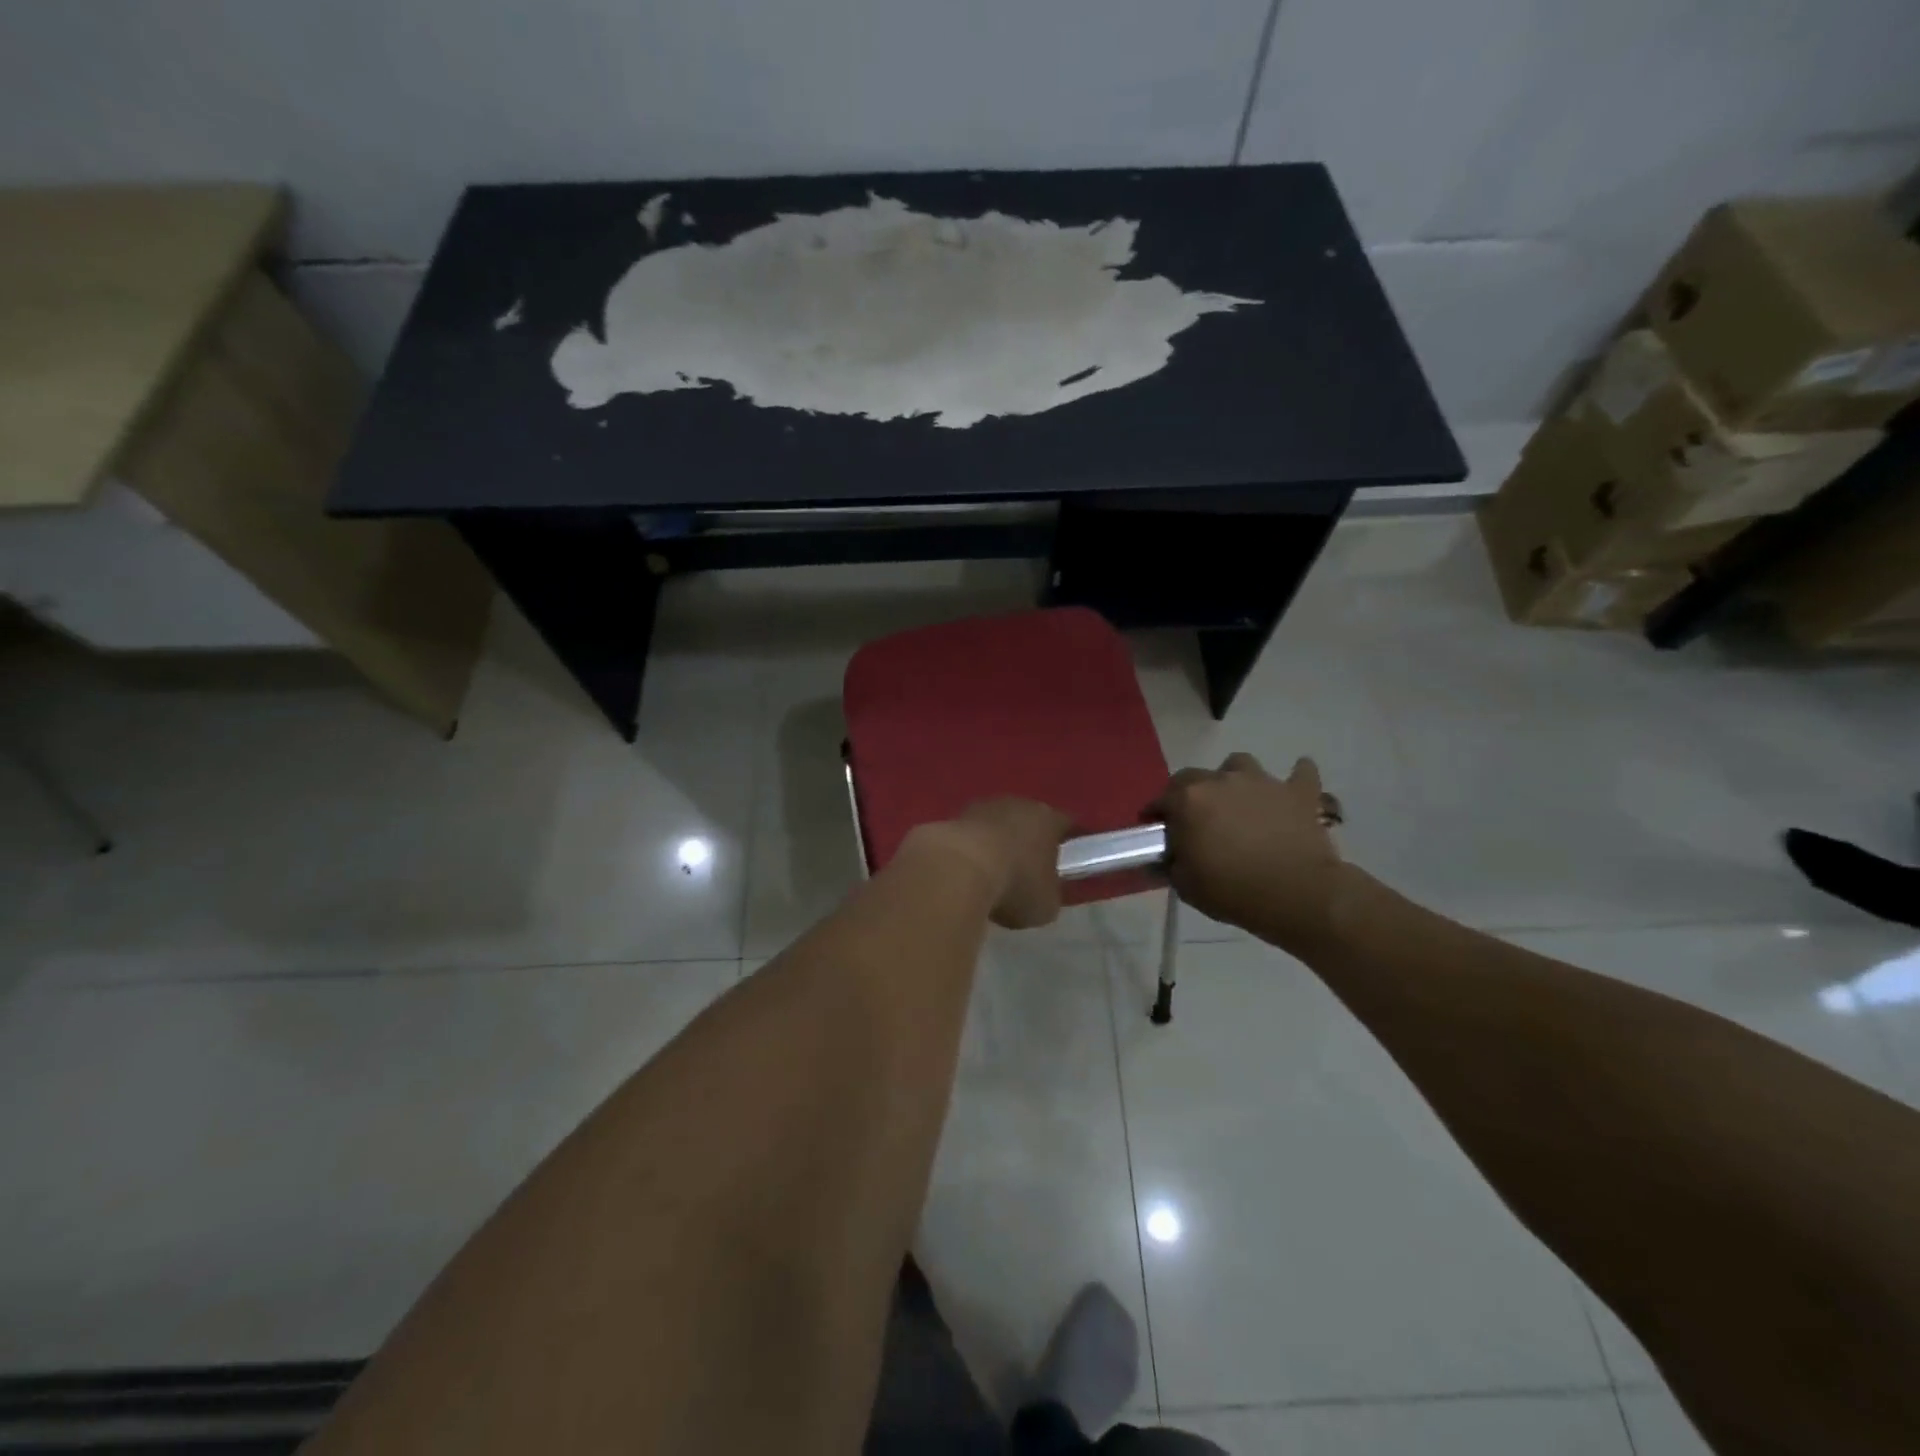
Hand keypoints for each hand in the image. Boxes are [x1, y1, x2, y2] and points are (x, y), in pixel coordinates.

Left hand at [927, 798, 1073, 929]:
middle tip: (1027, 868)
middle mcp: (1017, 804)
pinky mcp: (951, 817)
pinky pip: (969, 836)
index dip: (1069, 843)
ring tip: (991, 874)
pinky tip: (965, 873)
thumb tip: (1044, 893)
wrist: (956, 869)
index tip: (1069, 860)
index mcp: (1048, 818)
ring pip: (996, 824)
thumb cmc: (1015, 884)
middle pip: (1028, 820)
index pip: (1066, 826)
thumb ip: (1050, 894)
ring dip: (995, 844)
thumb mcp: (1046, 904)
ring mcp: (981, 807)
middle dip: (1028, 841)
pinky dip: (970, 850)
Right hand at [1147, 753, 1346, 953]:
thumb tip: (1167, 858)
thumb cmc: (1233, 891)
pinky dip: (1296, 777)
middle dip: (1188, 793)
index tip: (1157, 831)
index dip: (1156, 815)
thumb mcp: (1186, 886)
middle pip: (1194, 776)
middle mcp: (1222, 781)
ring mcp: (1263, 782)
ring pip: (1240, 764)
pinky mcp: (1299, 793)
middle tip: (1195, 820)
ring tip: (1238, 800)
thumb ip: (1171, 865)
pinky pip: (1301, 774)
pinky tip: (1292, 788)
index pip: (1161, 799)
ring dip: (1234, 779)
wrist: (1297, 895)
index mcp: (1189, 800)